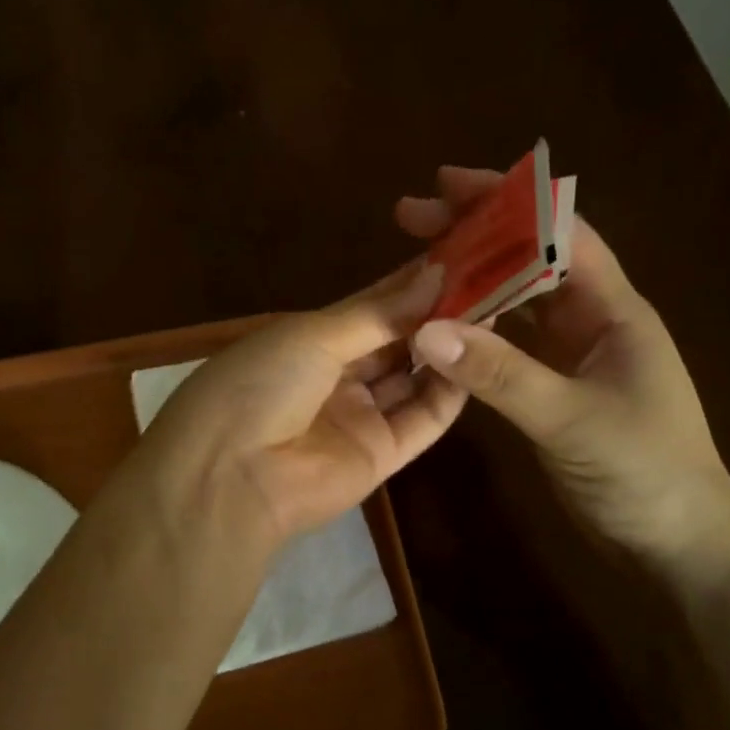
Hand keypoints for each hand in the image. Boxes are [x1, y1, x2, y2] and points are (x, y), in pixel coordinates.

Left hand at [127, 263, 466, 553]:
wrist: (233, 476)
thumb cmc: (261, 384)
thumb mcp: (312, 335)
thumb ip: (378, 313)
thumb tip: (434, 274)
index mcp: (308, 341)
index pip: (371, 305)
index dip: (411, 282)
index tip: (460, 253)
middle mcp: (335, 376)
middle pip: (395, 340)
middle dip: (436, 312)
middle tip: (491, 279)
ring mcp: (359, 417)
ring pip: (413, 377)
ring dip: (447, 347)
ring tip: (496, 310)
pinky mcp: (381, 456)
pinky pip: (422, 420)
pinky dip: (449, 391)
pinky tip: (479, 358)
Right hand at [397, 166, 729, 569]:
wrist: (679, 544)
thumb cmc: (645, 472)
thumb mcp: (571, 420)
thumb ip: (501, 374)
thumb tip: (426, 329)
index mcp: (613, 309)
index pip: (558, 232)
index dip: (505, 202)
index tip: (446, 186)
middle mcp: (592, 321)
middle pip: (529, 259)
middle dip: (474, 235)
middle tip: (411, 219)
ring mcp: (572, 357)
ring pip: (514, 302)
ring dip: (469, 281)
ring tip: (414, 267)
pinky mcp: (553, 389)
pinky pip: (506, 345)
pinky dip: (473, 331)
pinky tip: (438, 327)